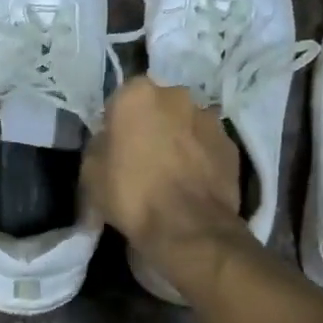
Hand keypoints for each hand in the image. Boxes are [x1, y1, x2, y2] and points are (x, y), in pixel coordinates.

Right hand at [83, 78, 245, 292]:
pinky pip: (207, 145)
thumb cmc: (131, 194)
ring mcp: (209, 118)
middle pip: (158, 106)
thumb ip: (100, 144)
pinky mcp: (231, 144)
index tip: (115, 146)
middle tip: (143, 157)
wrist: (187, 228)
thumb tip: (111, 141)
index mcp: (137, 94)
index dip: (117, 123)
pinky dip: (200, 157)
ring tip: (172, 172)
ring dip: (179, 139)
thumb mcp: (90, 171)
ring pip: (186, 124)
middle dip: (152, 125)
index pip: (121, 99)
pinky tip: (192, 183)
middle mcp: (176, 95)